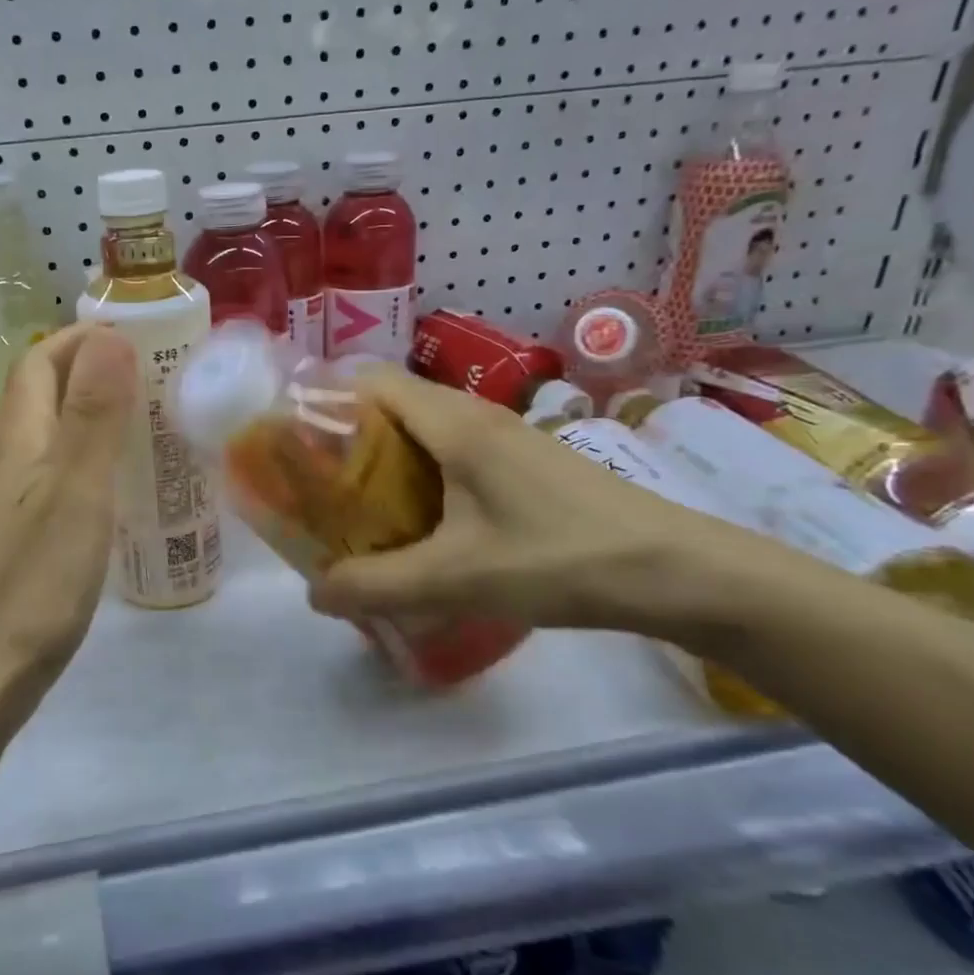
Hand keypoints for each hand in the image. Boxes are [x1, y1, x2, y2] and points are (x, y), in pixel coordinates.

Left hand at [0, 323, 136, 710]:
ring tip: (152, 423)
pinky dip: (92, 461)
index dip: (85, 337)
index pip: (42, 358)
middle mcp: (7, 457)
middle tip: (161, 379)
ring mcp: (9, 499)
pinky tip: (122, 488)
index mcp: (19, 435)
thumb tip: (110, 333)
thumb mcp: (76, 490)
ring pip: (53, 434)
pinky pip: (57, 475)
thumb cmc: (31, 580)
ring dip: (96, 415)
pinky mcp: (18, 536)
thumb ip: (94, 413)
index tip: (144, 337)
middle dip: (96, 370)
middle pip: (46, 392)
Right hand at [308, 367, 770, 637]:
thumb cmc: (560, 558)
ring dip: (385, 462)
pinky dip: (421, 478)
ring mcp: (506, 438)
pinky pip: (453, 454)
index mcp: (454, 423)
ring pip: (423, 431)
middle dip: (347, 439)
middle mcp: (476, 415)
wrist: (678, 572)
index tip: (294, 444)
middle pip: (391, 404)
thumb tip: (315, 594)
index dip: (325, 401)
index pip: (369, 380)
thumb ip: (377, 586)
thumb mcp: (457, 579)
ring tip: (360, 510)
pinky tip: (422, 527)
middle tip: (318, 488)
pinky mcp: (525, 464)